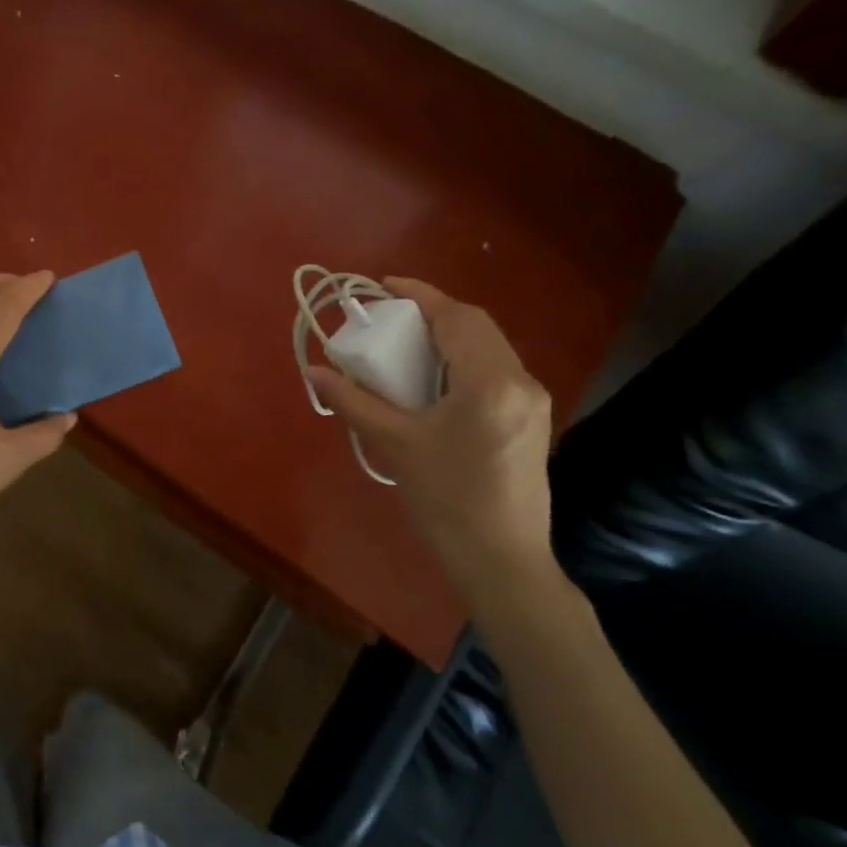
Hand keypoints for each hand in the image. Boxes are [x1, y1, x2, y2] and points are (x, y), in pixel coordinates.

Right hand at [305, 278, 561, 623]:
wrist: (502, 560)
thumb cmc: (446, 500)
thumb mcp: (395, 445)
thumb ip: (354, 402)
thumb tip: (314, 371)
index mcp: (490, 383)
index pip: (457, 318)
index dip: (420, 295)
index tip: (384, 285)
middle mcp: (520, 382)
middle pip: (477, 326)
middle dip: (434, 312)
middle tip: (392, 316)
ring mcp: (532, 402)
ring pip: (489, 347)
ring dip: (450, 335)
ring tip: (408, 342)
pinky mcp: (531, 420)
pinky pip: (495, 370)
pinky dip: (463, 359)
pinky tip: (435, 378)